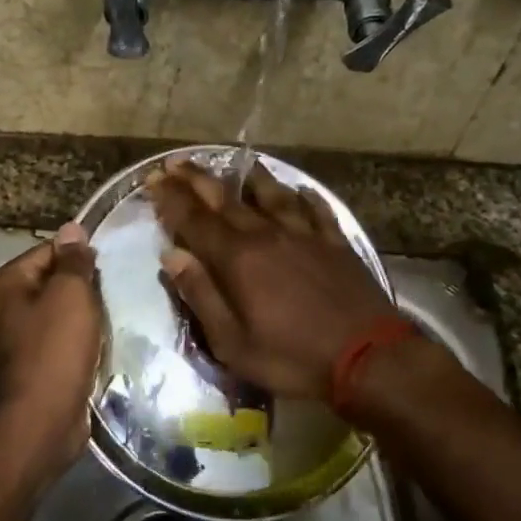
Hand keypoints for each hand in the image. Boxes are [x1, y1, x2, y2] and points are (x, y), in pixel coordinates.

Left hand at [0, 222, 102, 477]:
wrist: (43, 419)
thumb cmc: (55, 348)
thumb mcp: (71, 294)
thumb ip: (73, 260)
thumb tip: (73, 229)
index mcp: (5, 284)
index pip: (47, 251)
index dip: (79, 256)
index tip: (109, 266)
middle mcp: (3, 308)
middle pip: (52, 282)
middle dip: (83, 287)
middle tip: (114, 291)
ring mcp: (15, 340)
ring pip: (59, 313)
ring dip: (84, 316)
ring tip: (112, 317)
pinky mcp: (32, 366)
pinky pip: (60, 341)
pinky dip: (79, 341)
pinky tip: (101, 344)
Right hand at [147, 161, 397, 400]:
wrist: (367, 357)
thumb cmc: (291, 356)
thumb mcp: (232, 342)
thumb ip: (201, 295)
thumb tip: (172, 256)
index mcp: (237, 259)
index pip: (194, 220)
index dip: (170, 199)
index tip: (153, 180)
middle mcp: (266, 235)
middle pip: (226, 199)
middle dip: (198, 179)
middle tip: (177, 162)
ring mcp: (304, 235)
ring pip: (272, 194)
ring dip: (250, 177)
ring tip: (239, 162)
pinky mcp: (335, 243)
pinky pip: (316, 210)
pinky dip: (304, 197)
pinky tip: (300, 190)